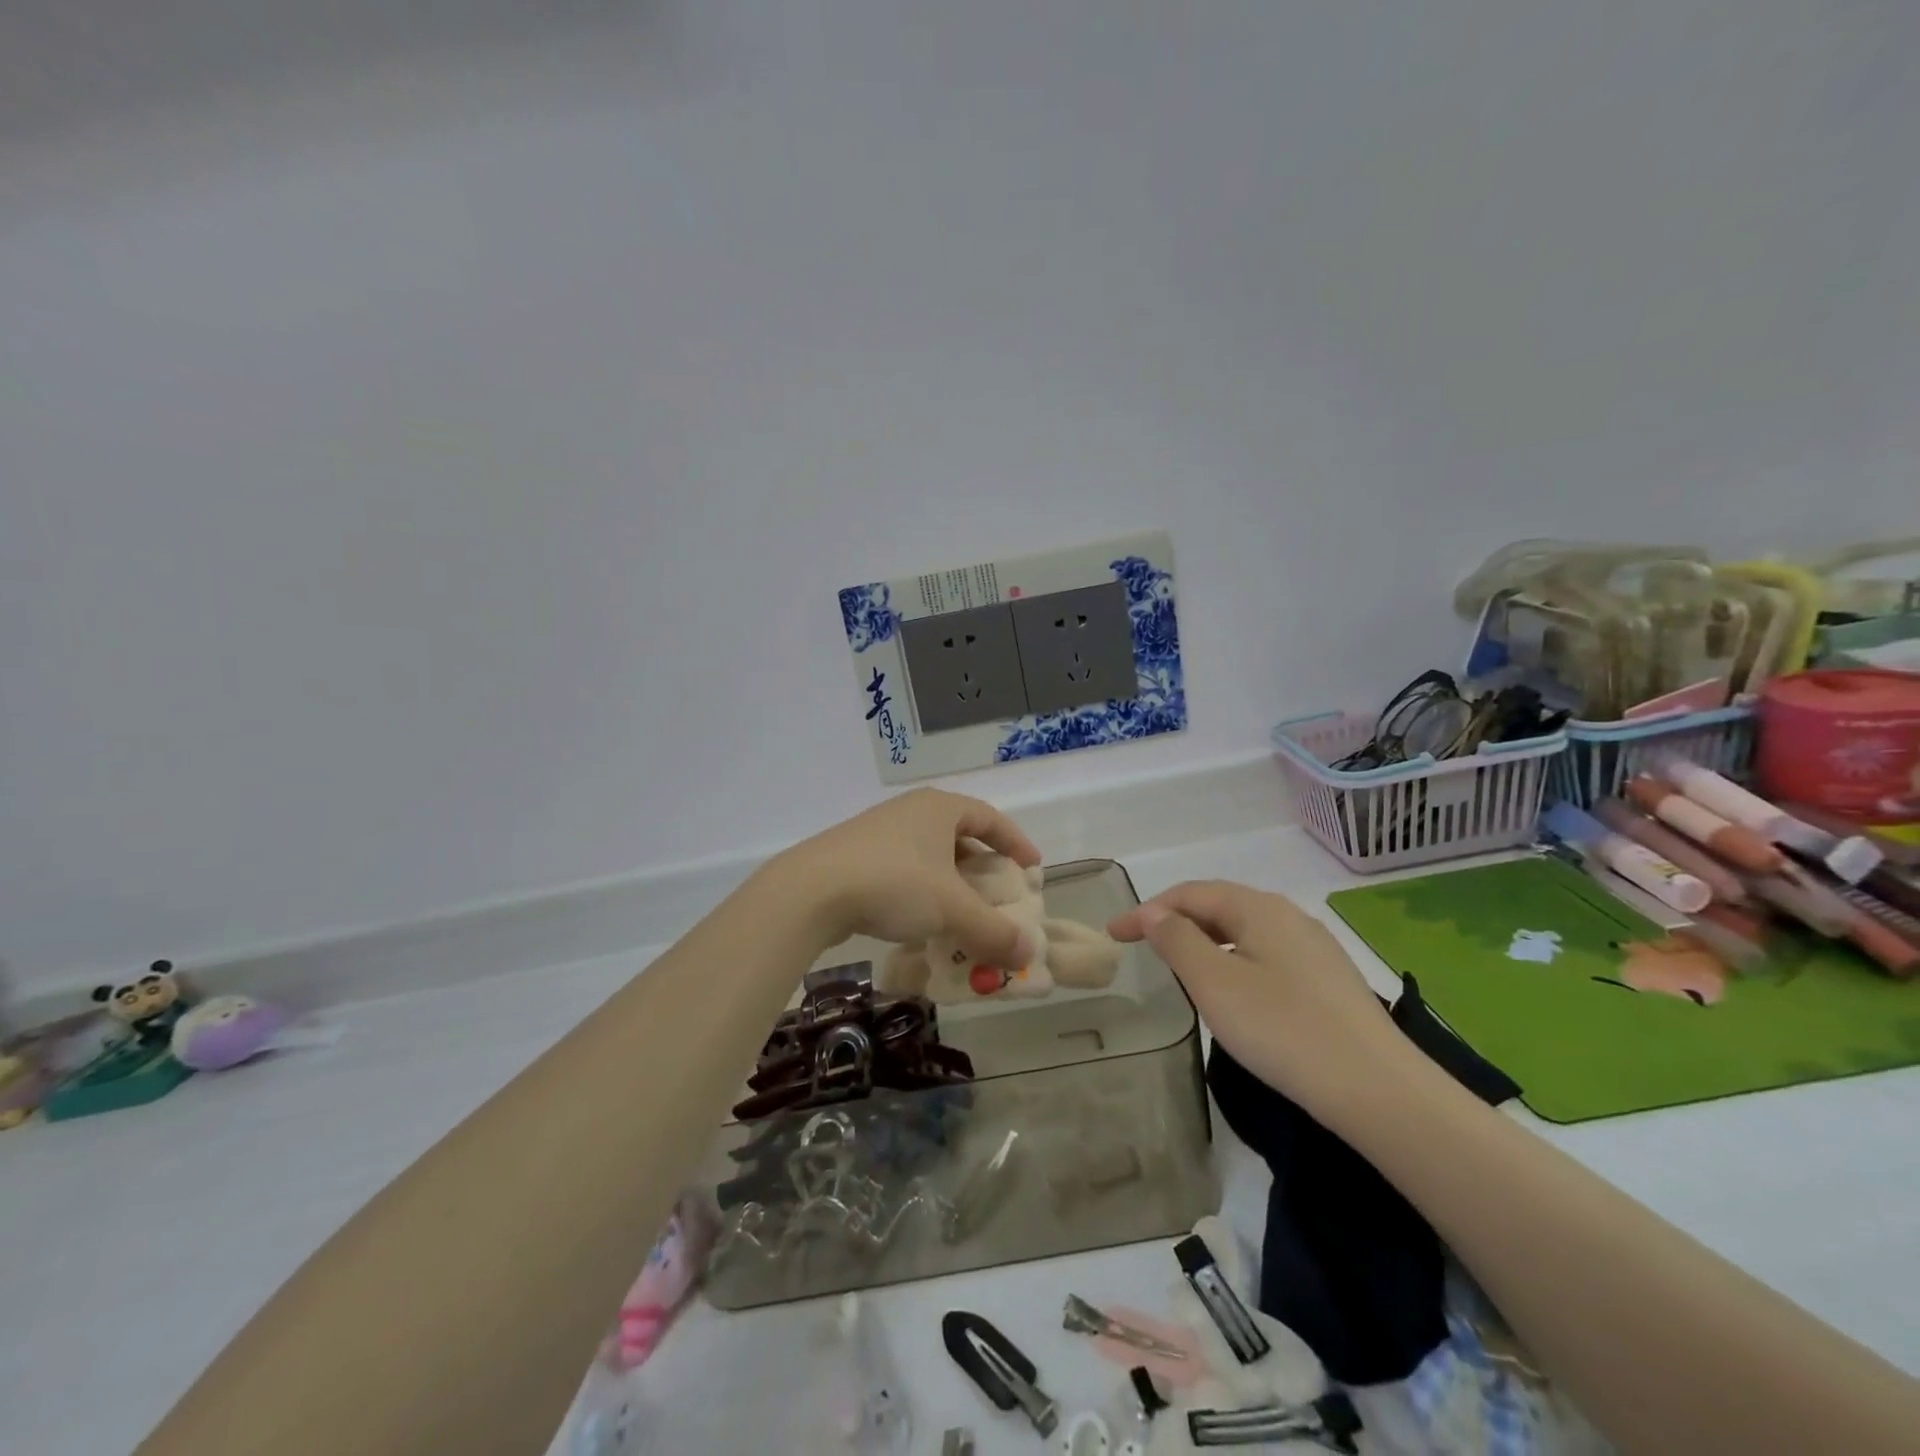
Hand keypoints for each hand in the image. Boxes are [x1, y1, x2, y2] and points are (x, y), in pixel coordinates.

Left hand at [768, 789, 1041, 967]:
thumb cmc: (893, 883)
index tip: (1033, 867)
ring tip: (962, 914)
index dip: (1015, 842)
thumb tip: (1026, 955)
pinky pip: (903, 871)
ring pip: (929, 857)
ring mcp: (879, 833)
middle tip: (998, 895)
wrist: (810, 891)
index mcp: (939, 808)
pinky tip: (920, 922)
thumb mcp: (951, 909)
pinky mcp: (855, 856)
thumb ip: (992, 931)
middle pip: (959, 837)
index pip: (990, 817)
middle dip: (982, 868)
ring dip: (951, 885)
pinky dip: (922, 894)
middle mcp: (911, 812)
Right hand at [1108, 881, 1411, 1116]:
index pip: (1190, 894)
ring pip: (1245, 932)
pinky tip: (1233, 991)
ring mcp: (1315, 949)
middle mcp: (1289, 916)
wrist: (1378, 1090)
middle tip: (1142, 947)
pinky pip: (1267, 956)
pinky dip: (1234, 961)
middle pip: (1220, 906)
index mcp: (1259, 908)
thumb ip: (1177, 940)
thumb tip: (1155, 913)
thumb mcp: (1214, 983)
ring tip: (1180, 967)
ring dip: (1205, 941)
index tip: (1114, 934)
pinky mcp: (1329, 982)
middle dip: (1176, 921)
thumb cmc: (1282, 1029)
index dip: (1147, 910)